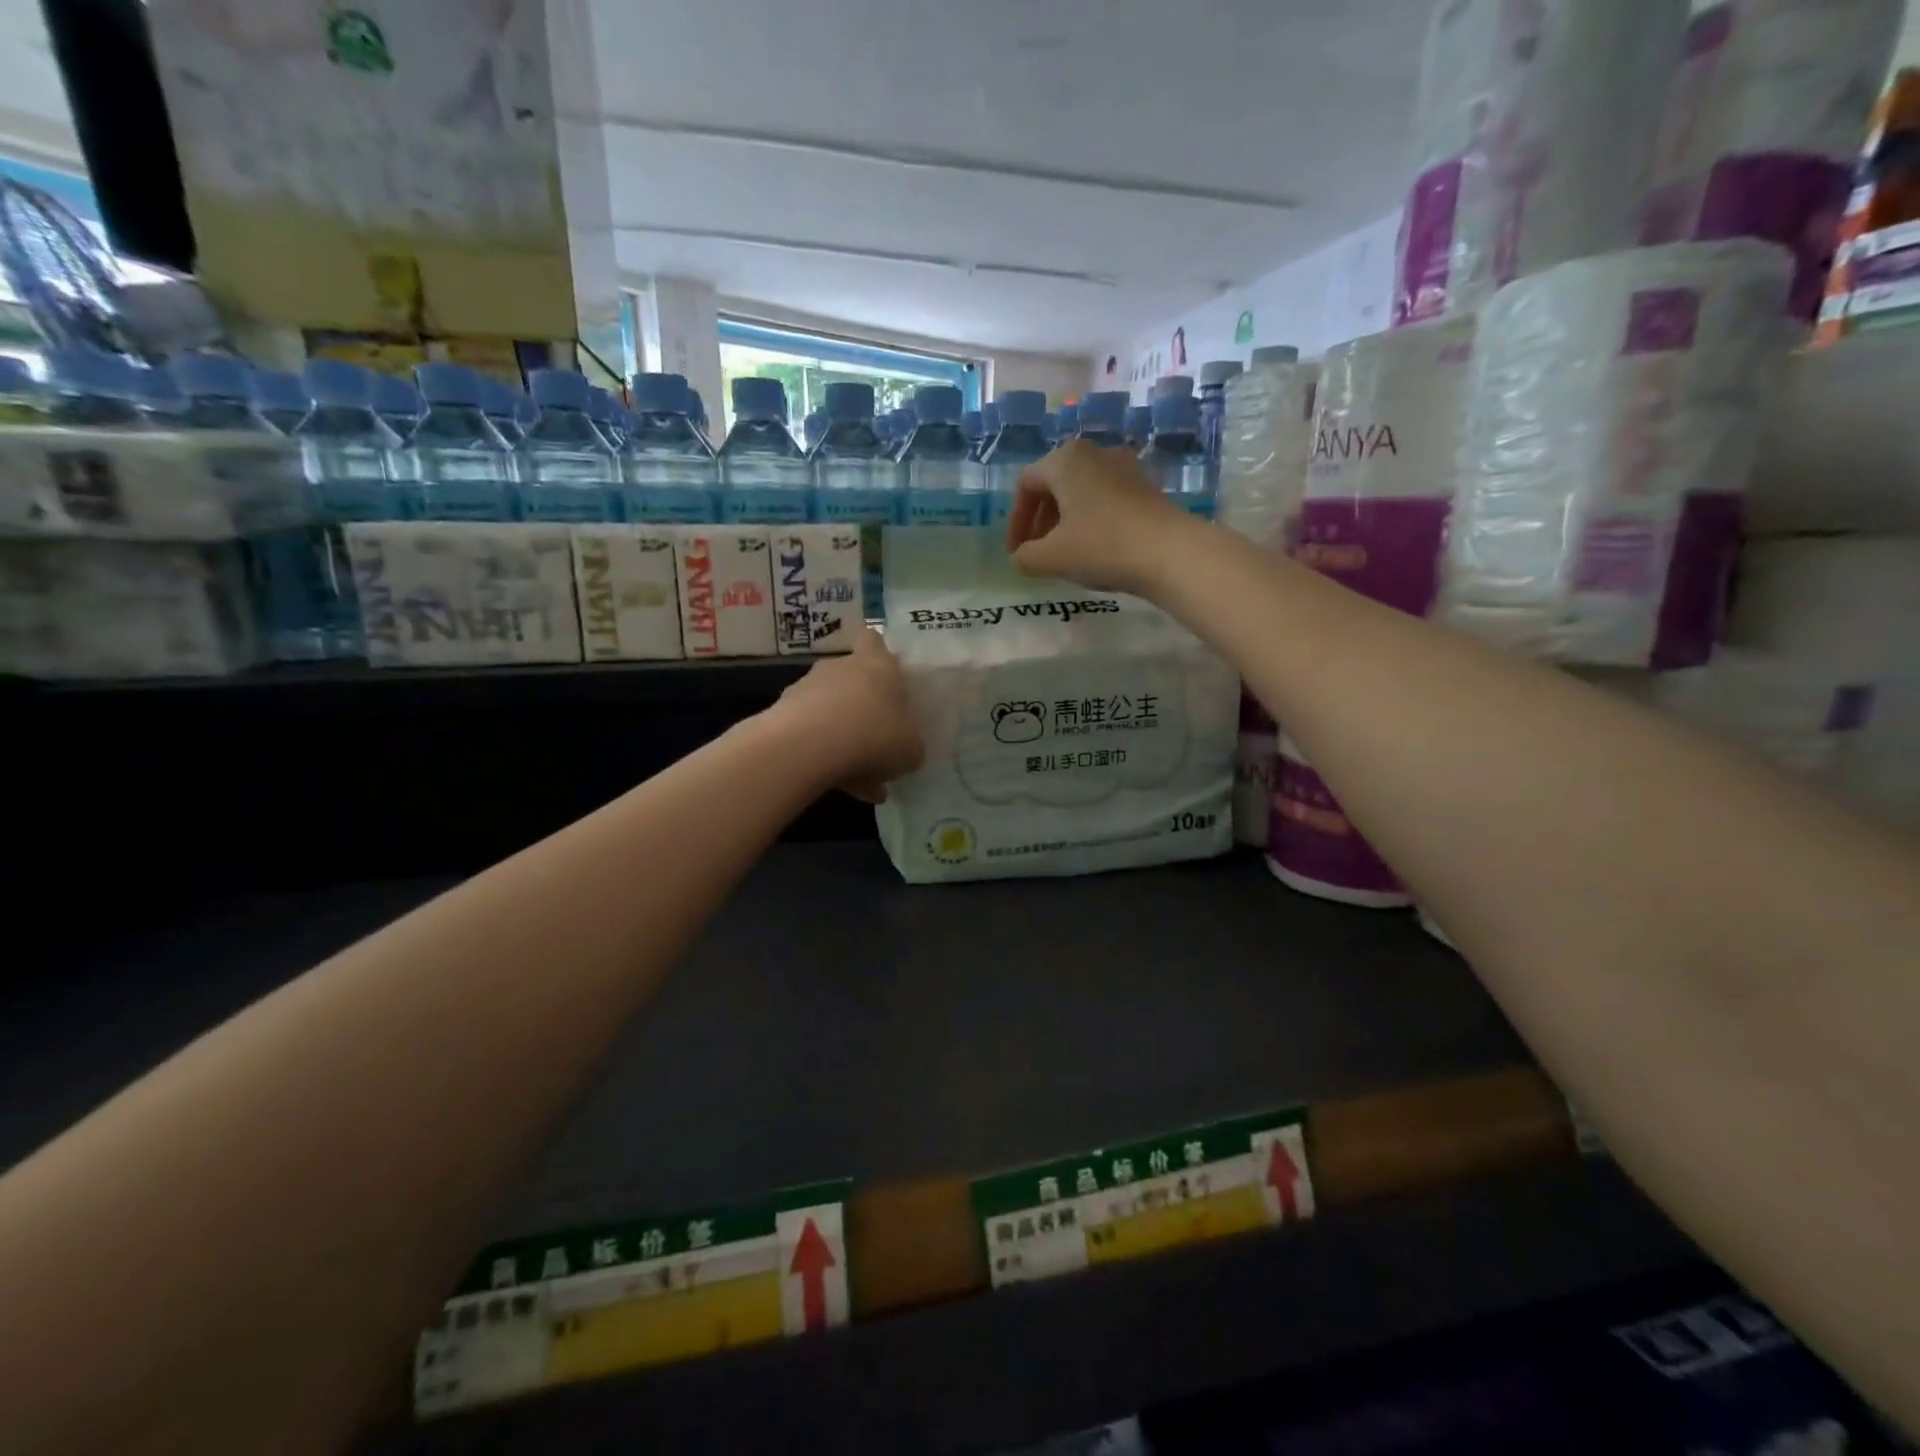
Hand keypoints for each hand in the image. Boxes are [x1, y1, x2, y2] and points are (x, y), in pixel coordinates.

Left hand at [775, 627, 924, 802]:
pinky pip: (811, 733)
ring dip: (844, 737)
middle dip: (863, 708)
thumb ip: (911, 743)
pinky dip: (824, 755)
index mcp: (877, 665)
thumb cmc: (873, 736)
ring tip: (861, 778)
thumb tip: (907, 747)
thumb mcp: (911, 748)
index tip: (887, 678)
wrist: (805, 748)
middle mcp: (840, 668)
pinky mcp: (783, 713)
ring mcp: (807, 688)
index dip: (880, 654)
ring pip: (832, 711)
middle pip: (853, 679)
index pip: (875, 641)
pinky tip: (840, 785)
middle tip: (877, 741)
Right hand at [1004, 440, 1190, 596]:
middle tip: (1036, 551)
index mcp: (1065, 460)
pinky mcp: (1146, 486)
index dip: (1016, 521)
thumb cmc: (1102, 546)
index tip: (1016, 552)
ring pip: (1081, 491)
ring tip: (1064, 552)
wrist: (1170, 552)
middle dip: (1040, 520)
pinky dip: (1091, 519)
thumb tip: (1021, 557)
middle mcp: (1094, 453)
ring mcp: (1125, 467)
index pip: (1026, 484)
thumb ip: (1025, 557)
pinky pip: (1106, 498)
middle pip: (1054, 484)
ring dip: (1065, 520)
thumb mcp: (1051, 558)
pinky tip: (1095, 547)